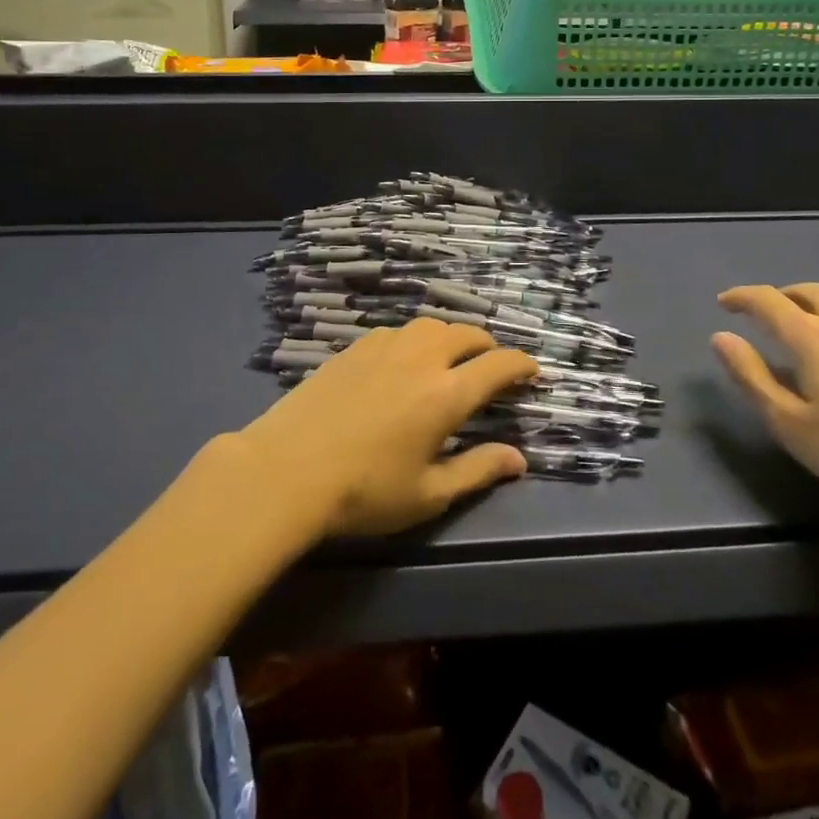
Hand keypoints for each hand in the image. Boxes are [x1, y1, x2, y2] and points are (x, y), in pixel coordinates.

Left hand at [233, 318, 537, 537]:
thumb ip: (478, 470)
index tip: (533, 371)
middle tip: (491, 369)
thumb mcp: (428, 494)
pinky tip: (403, 362)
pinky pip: (398, 331)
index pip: (498, 365)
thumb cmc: (364, 492)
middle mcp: (422, 358)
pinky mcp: (355, 347)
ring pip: (432, 325)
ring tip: (449, 359)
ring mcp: (386, 346)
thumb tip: (519, 459)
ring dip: (451, 338)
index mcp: (447, 394)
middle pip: (468, 335)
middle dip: (488, 348)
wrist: (286, 470)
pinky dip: (415, 340)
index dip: (522, 365)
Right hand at [711, 282, 818, 525]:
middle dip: (781, 296)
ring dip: (817, 302)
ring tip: (808, 324)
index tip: (724, 303)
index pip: (768, 301)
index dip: (742, 297)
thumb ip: (752, 377)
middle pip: (808, 291)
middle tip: (765, 315)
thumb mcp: (791, 424)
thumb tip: (721, 337)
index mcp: (811, 337)